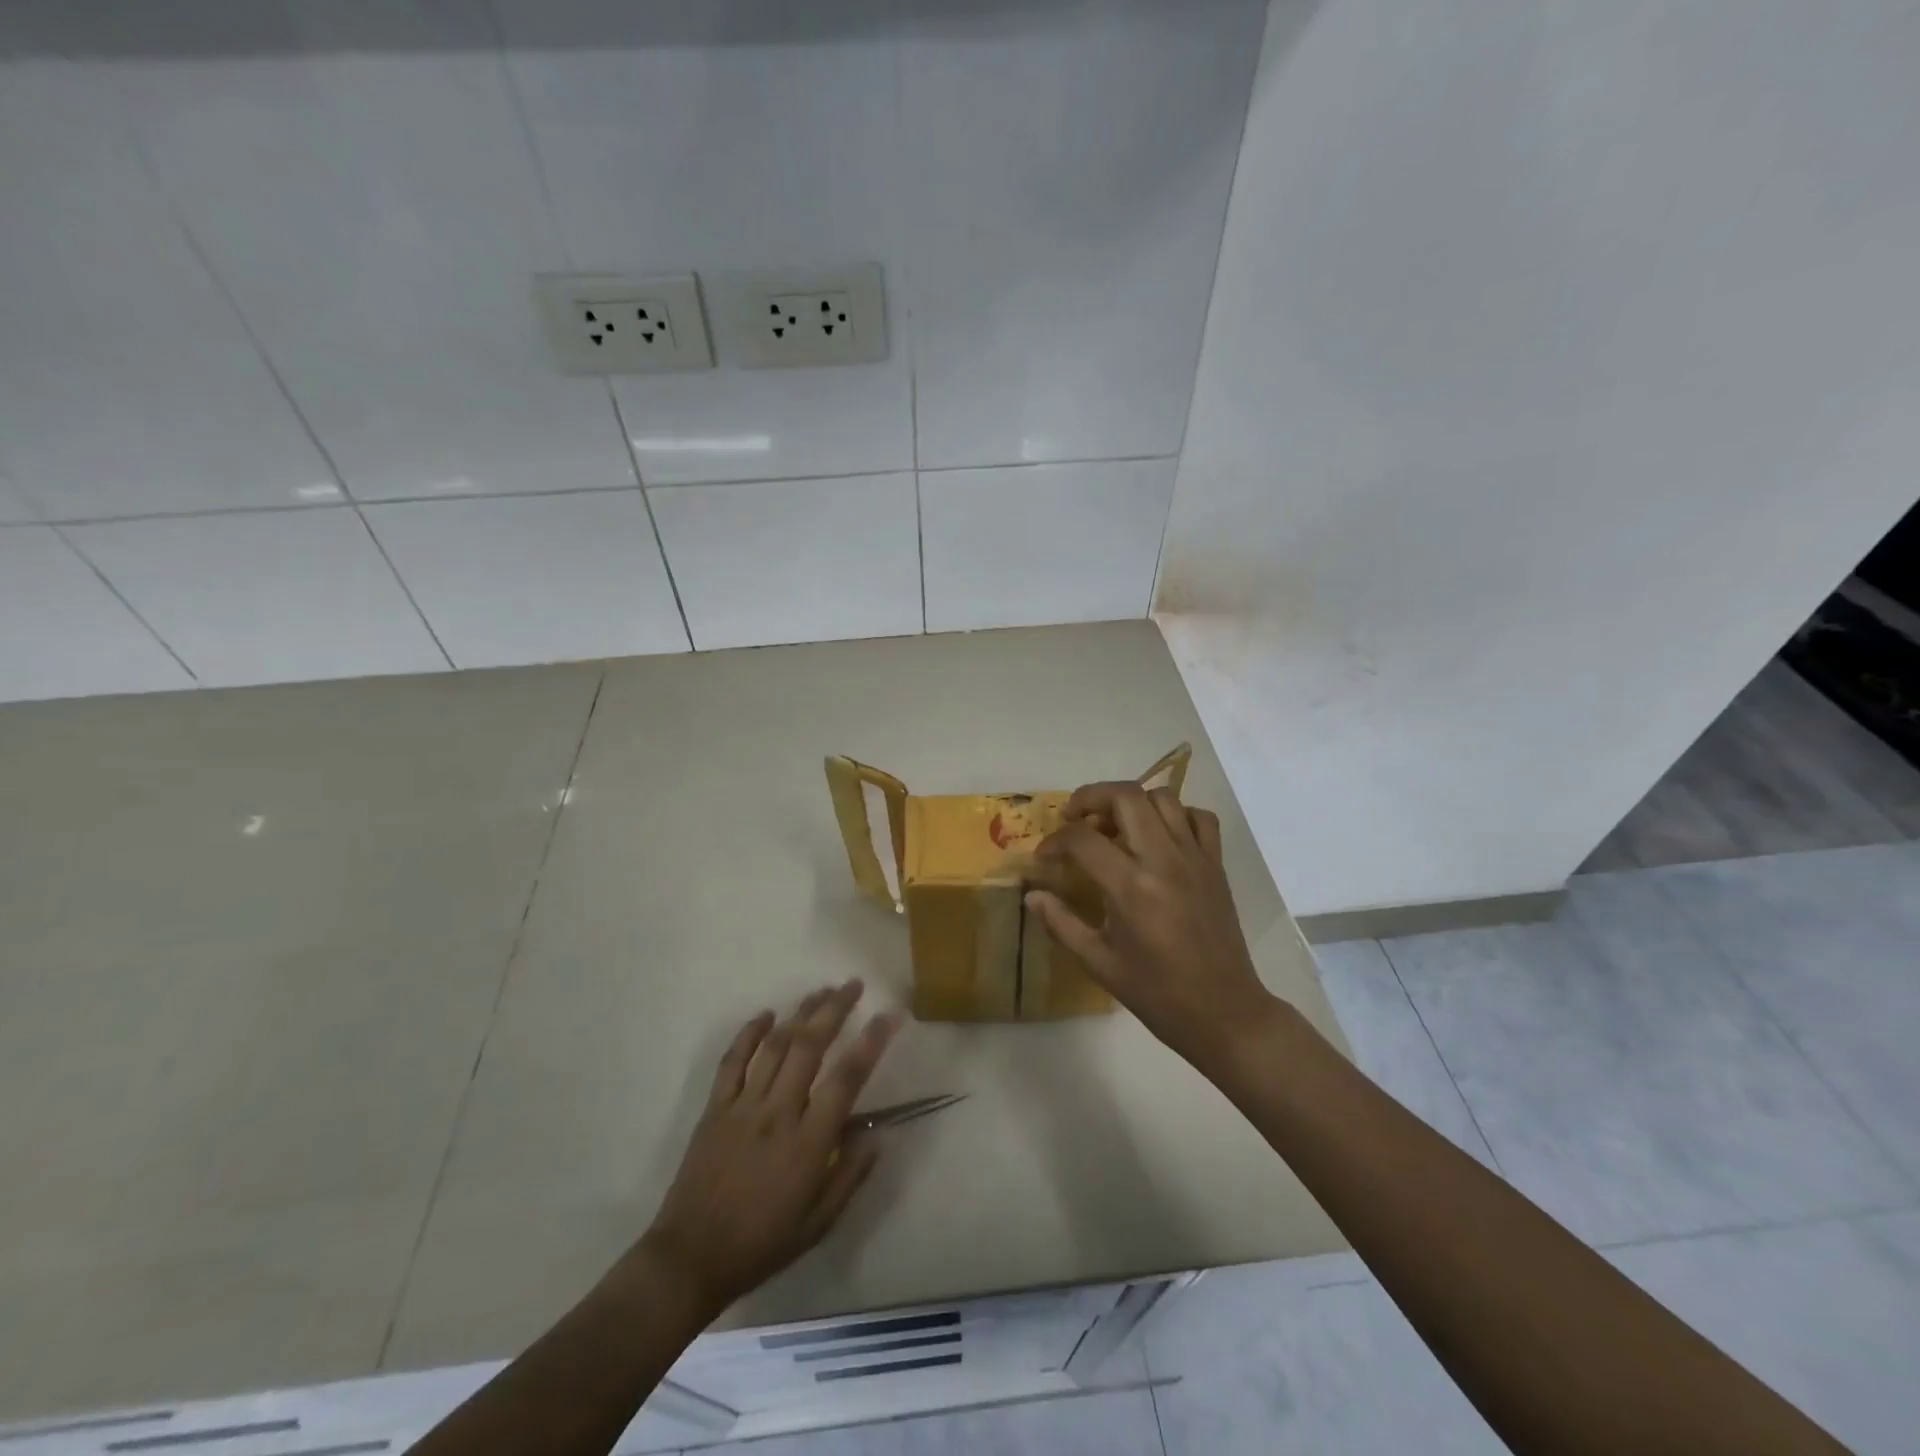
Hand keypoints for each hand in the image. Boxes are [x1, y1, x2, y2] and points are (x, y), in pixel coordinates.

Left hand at [638, 981, 897, 1316]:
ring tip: (821, 990)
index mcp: (809, 1142)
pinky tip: (766, 1014)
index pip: (847, 1078)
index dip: (871, 1042)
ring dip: (801, 1012)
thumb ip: (851, 1175)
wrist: (689, 1260)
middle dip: (834, 1008)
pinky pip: (732, 1060)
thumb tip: (879, 1135)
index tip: (889, 1015)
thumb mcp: (819, 1223)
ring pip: (776, 1045)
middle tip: (853, 984)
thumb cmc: (761, 1244)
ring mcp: (743, 1106)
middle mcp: (778, 1112)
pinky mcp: (715, 1108)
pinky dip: (749, 1033)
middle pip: (810, 1045)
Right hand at [1027, 782, 1279, 1067]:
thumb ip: (1061, 924)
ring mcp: (1195, 858)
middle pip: (1126, 796)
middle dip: (1090, 797)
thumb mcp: (1099, 963)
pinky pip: (1199, 818)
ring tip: (1114, 826)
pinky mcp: (1216, 864)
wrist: (1224, 1012)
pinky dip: (1175, 815)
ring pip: (1163, 797)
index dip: (1054, 842)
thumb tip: (1032, 895)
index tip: (1044, 858)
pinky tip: (1159, 837)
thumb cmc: (1157, 993)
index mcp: (1131, 888)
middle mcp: (1164, 861)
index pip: (1082, 839)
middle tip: (1073, 818)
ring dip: (1131, 802)